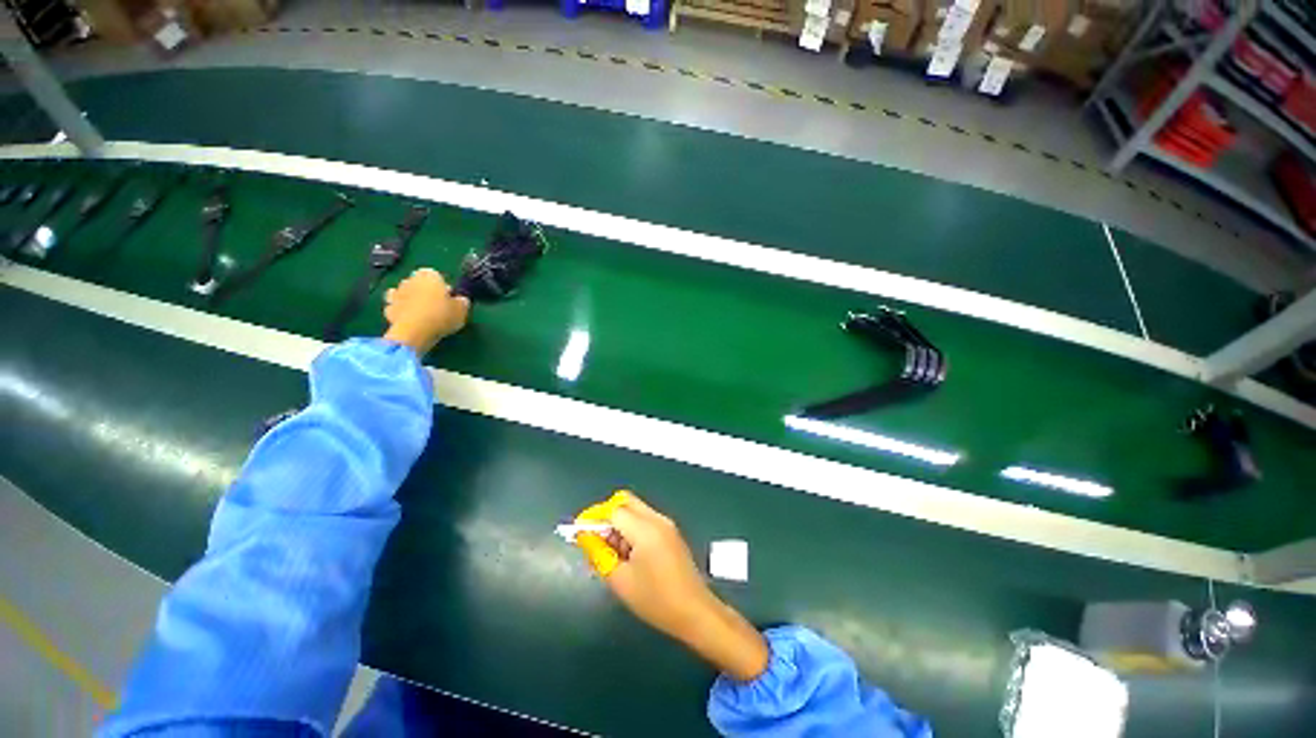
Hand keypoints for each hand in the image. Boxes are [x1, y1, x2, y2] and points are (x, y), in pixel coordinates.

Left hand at [382, 268, 469, 353]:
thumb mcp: (462, 310)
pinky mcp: (388, 308)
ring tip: (422, 313)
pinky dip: (401, 311)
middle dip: (425, 290)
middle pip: (418, 282)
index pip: (435, 274)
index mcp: (430, 276)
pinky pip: (396, 307)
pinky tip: (410, 320)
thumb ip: (462, 301)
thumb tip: (460, 299)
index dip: (442, 285)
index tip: (448, 297)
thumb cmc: (441, 316)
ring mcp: (396, 293)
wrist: (414, 332)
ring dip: (411, 299)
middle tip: (437, 305)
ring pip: (405, 292)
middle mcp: (411, 280)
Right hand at [592, 494, 769, 681]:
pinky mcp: (670, 531)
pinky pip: (645, 519)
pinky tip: (626, 553)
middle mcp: (656, 519)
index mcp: (645, 529)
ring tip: (609, 551)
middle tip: (594, 538)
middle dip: (606, 515)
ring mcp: (666, 523)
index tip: (578, 531)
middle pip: (625, 501)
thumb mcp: (621, 581)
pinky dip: (630, 527)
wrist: (695, 611)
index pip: (613, 509)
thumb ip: (599, 554)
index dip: (594, 517)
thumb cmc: (656, 600)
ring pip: (635, 509)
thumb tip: (584, 536)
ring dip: (618, 522)